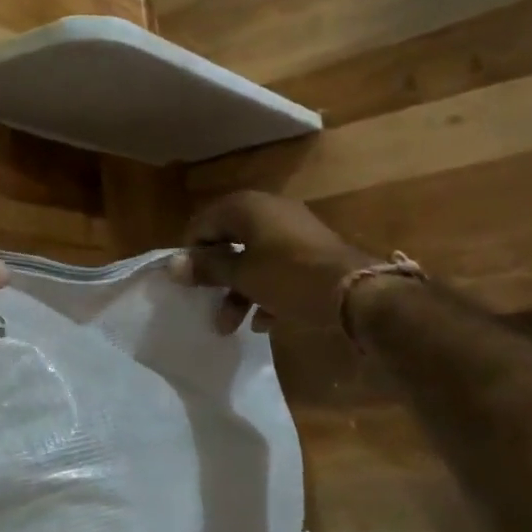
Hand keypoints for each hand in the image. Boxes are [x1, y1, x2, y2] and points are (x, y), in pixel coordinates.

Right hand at [173, 191, 366, 334]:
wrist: (358, 293)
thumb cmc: (289, 277)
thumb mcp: (242, 275)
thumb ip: (208, 268)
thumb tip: (173, 265)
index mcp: (247, 207)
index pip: (204, 222)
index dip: (192, 252)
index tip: (188, 282)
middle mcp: (269, 210)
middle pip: (229, 241)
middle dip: (217, 277)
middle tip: (206, 303)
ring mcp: (293, 230)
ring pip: (253, 258)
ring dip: (238, 290)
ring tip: (229, 325)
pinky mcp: (311, 252)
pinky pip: (277, 268)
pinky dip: (265, 290)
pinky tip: (263, 321)